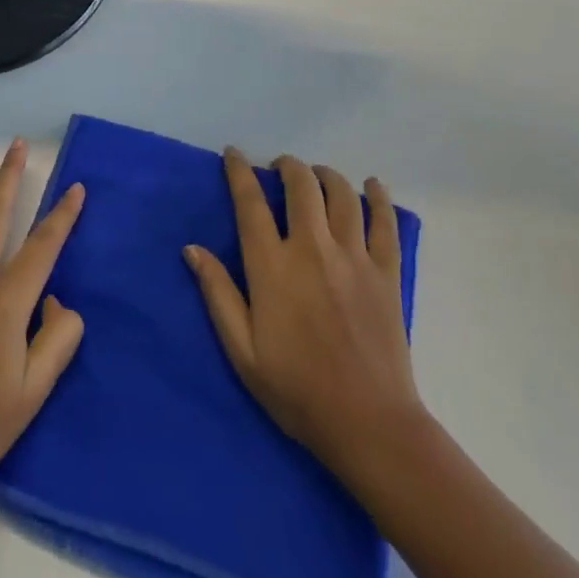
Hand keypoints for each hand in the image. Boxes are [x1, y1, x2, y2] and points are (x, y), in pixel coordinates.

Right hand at [184, 148, 420, 484]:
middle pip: (301, 186)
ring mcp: (354, 258)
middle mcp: (312, 249)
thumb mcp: (242, 350)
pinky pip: (385, 223)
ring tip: (317, 174)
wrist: (368, 423)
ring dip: (326, 175)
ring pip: (342, 195)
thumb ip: (218, 294)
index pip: (251, 203)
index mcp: (272, 267)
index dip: (240, 172)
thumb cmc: (296, 390)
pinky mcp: (386, 273)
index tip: (234, 153)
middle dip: (288, 166)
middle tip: (280, 166)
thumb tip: (192, 248)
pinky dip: (378, 198)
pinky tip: (372, 184)